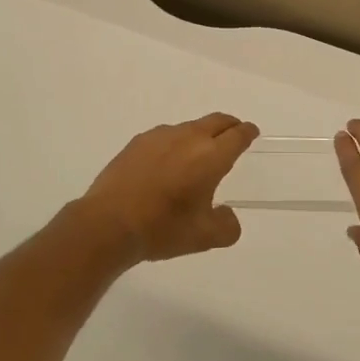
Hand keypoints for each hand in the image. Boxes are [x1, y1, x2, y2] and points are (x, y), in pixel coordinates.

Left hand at [68, 113, 257, 267]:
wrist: (108, 223)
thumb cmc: (162, 229)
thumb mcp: (204, 238)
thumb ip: (226, 226)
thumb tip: (227, 214)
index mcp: (211, 157)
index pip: (237, 135)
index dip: (247, 132)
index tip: (251, 132)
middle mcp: (188, 138)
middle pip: (216, 121)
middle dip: (229, 125)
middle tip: (234, 133)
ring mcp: (160, 137)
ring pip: (189, 127)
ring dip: (200, 134)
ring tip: (198, 153)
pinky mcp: (137, 142)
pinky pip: (165, 136)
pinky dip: (175, 143)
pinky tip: (167, 162)